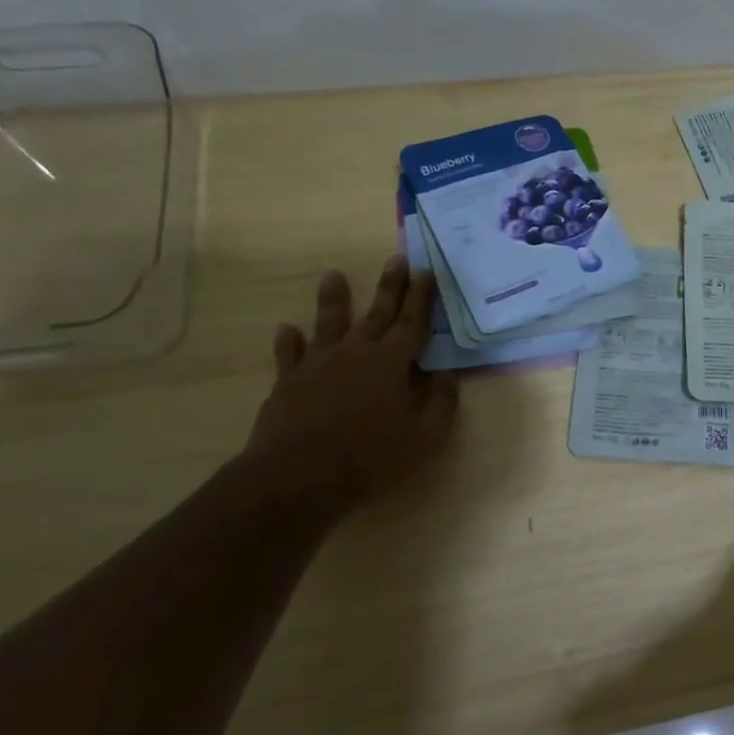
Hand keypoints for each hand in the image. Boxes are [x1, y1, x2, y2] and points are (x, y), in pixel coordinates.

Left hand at [244, 258, 458, 510]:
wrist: (298, 476)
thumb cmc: (370, 456)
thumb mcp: (424, 436)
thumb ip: (440, 402)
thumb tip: (446, 375)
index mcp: (392, 362)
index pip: (412, 322)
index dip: (421, 297)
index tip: (426, 272)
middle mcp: (356, 352)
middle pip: (377, 313)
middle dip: (390, 286)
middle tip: (397, 258)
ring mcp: (318, 364)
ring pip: (330, 323)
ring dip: (334, 299)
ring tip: (333, 275)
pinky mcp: (289, 382)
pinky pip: (290, 355)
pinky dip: (289, 342)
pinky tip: (286, 329)